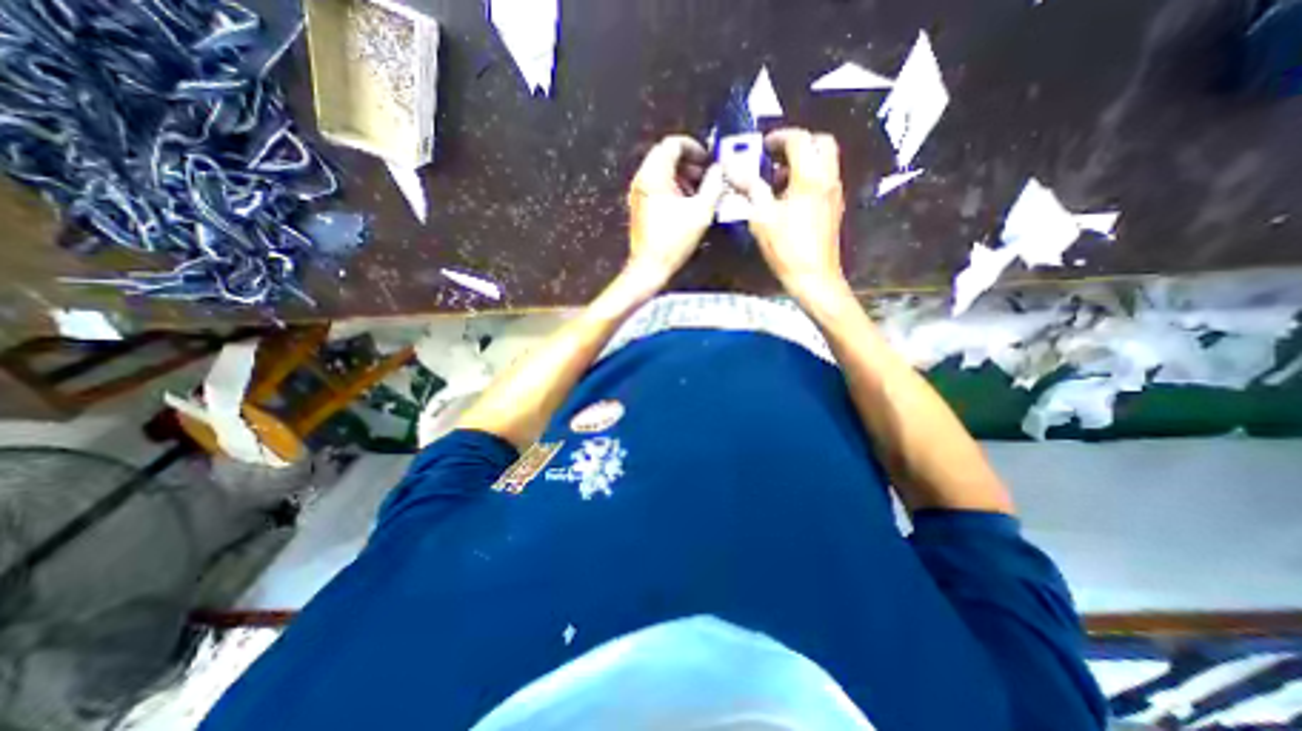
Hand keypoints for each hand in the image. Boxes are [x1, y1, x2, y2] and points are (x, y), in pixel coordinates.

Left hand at [625, 136, 727, 289]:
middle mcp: (642, 179)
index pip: (672, 144)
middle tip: (706, 176)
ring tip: (699, 191)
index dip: (694, 148)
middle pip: (665, 156)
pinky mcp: (639, 205)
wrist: (649, 267)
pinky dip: (672, 186)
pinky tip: (685, 203)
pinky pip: (656, 185)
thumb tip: (719, 169)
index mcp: (654, 175)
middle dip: (689, 162)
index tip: (708, 161)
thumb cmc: (674, 240)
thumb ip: (713, 185)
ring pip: (661, 171)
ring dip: (682, 175)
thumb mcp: (701, 212)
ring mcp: (638, 192)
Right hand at [729, 128, 851, 303]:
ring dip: (804, 160)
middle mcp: (827, 178)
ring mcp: (834, 193)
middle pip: (821, 142)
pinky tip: (789, 197)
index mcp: (810, 177)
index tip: (763, 146)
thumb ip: (751, 188)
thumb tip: (734, 168)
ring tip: (778, 179)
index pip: (799, 140)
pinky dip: (809, 176)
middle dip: (799, 143)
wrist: (814, 277)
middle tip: (776, 157)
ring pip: (825, 161)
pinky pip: (825, 178)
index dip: (779, 137)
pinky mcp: (834, 207)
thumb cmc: (786, 248)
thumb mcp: (762, 218)